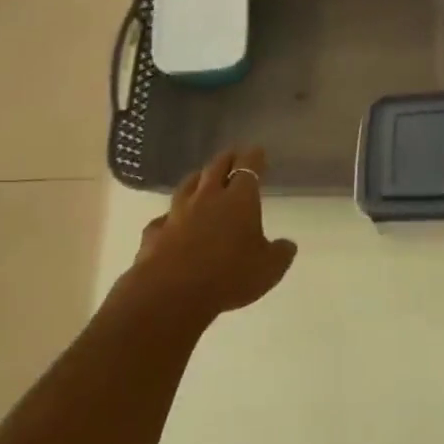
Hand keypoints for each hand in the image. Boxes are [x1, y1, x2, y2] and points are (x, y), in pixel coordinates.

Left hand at [131, 148, 297, 324]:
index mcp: (239, 199)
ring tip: (201, 177)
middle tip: (233, 156)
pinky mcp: (155, 232)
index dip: (254, 157)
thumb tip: (288, 245)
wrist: (172, 292)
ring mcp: (178, 213)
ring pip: (187, 185)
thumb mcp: (268, 269)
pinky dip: (169, 218)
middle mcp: (208, 197)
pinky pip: (163, 219)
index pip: (248, 167)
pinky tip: (169, 222)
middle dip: (227, 159)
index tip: (258, 151)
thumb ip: (280, 254)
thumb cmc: (228, 275)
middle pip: (216, 167)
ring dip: (197, 178)